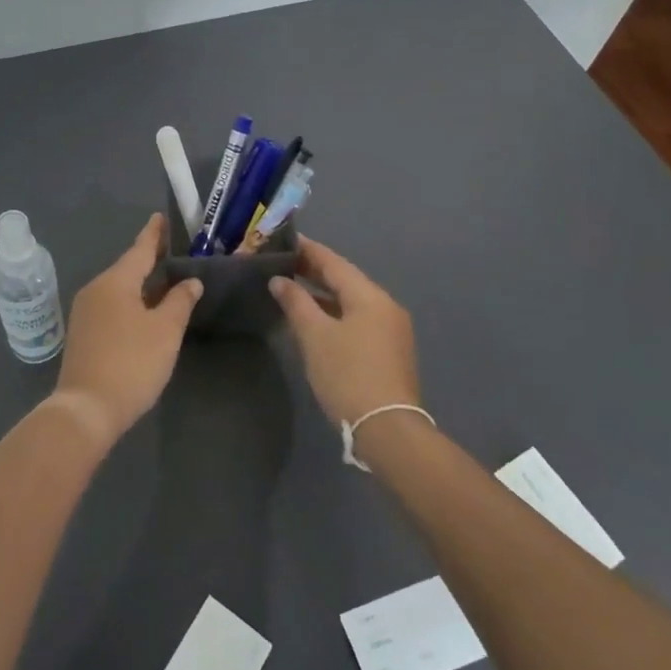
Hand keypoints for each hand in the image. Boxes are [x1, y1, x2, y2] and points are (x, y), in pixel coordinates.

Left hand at [53, 214, 201, 444]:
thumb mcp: (165, 331)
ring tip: (163, 279)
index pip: (139, 249)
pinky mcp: (83, 334)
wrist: (86, 409)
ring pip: (118, 289)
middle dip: (148, 259)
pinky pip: (111, 306)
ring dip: (140, 283)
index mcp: (115, 282)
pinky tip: (144, 311)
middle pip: (127, 268)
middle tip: (171, 249)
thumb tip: (190, 281)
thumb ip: (179, 302)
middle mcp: (95, 290)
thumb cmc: (131, 363)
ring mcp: (85, 313)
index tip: (160, 217)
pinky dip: (130, 302)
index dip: (153, 234)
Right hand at [269, 237, 419, 426]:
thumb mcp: (315, 336)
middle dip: (314, 271)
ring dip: (323, 294)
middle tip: (282, 262)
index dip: (308, 250)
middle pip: (345, 280)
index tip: (284, 239)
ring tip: (293, 288)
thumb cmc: (348, 375)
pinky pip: (358, 319)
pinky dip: (335, 313)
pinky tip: (315, 319)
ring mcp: (391, 330)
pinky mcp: (389, 351)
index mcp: (370, 296)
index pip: (333, 262)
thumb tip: (279, 280)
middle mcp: (385, 306)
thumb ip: (296, 303)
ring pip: (351, 301)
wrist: (387, 430)